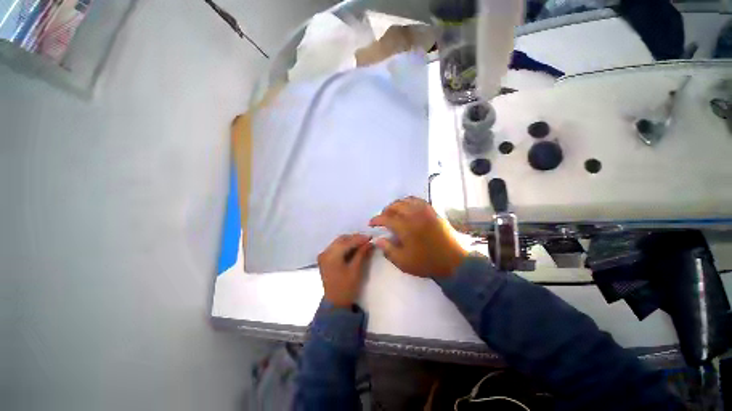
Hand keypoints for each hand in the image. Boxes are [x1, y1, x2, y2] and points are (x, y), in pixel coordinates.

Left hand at [318, 234, 374, 307]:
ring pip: (338, 242)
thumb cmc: (347, 287)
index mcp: (331, 255)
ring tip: (362, 243)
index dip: (360, 238)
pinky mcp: (324, 259)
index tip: (371, 237)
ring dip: (350, 241)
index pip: (347, 242)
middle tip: (367, 240)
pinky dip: (345, 246)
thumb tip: (370, 242)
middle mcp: (325, 252)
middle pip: (341, 240)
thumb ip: (362, 253)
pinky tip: (353, 248)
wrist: (335, 303)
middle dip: (355, 238)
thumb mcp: (356, 269)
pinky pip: (336, 247)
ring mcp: (323, 255)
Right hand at [369, 197, 466, 277]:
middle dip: (385, 211)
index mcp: (406, 227)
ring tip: (393, 212)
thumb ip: (388, 249)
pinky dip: (409, 201)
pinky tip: (408, 208)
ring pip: (406, 201)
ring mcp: (425, 211)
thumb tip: (377, 239)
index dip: (376, 220)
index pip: (386, 218)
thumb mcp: (403, 262)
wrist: (454, 262)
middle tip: (382, 218)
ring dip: (397, 205)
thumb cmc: (426, 263)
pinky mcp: (433, 211)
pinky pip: (419, 200)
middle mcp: (414, 215)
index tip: (371, 223)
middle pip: (395, 206)